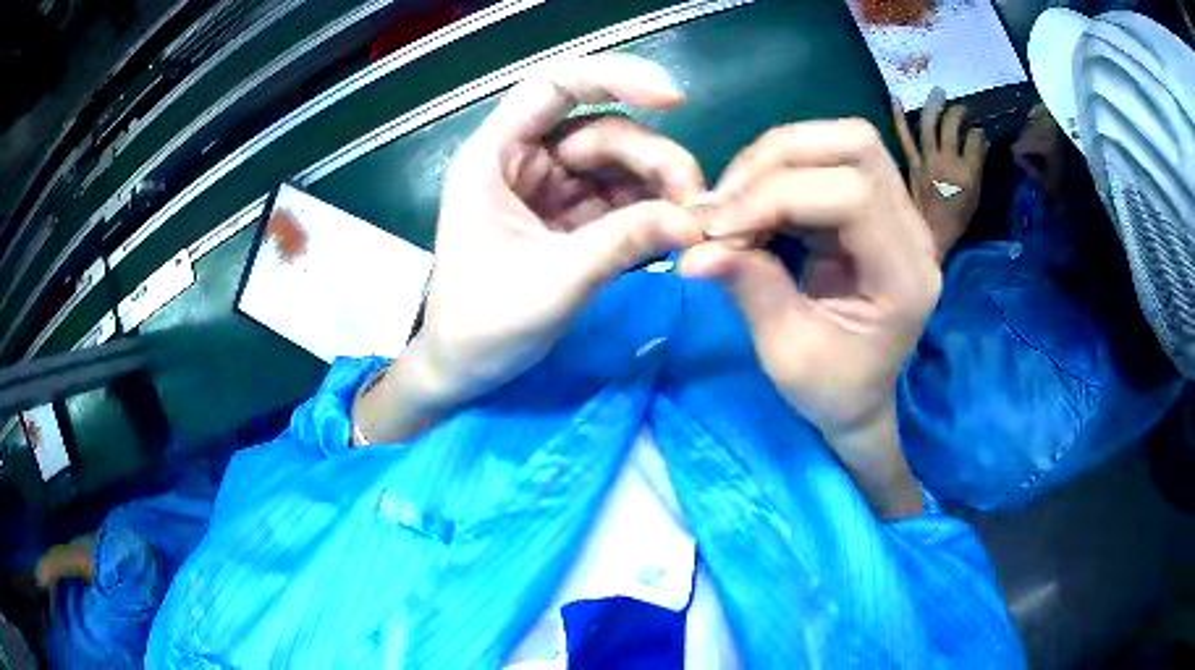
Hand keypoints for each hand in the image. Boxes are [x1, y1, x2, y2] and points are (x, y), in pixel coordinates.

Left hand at [355, 55, 704, 441]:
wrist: (465, 369)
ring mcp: (550, 188)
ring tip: (692, 222)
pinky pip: (619, 198)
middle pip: (602, 129)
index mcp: (496, 156)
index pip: (554, 85)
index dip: (614, 77)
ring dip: (660, 186)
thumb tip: (696, 221)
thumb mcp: (555, 281)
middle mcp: (524, 160)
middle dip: (654, 159)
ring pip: (618, 164)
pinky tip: (675, 231)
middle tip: (696, 204)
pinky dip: (650, 211)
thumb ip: (624, 242)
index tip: (675, 100)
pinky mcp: (570, 217)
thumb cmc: (485, 325)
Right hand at [679, 119, 940, 516]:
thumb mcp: (787, 355)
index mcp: (906, 277)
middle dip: (775, 161)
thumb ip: (750, 290)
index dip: (779, 195)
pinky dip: (779, 170)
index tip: (720, 229)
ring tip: (734, 201)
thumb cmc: (832, 391)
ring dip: (775, 158)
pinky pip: (828, 158)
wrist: (862, 398)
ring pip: (841, 140)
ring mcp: (898, 212)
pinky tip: (752, 202)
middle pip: (855, 145)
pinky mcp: (874, 205)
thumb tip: (693, 249)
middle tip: (724, 205)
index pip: (853, 194)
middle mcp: (913, 232)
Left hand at [892, 88, 986, 259]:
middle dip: (957, 112)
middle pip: (951, 126)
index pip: (975, 140)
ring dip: (934, 105)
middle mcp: (947, 162)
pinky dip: (899, 117)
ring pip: (929, 125)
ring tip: (938, 91)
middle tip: (961, 107)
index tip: (978, 130)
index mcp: (968, 174)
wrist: (929, 235)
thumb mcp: (976, 196)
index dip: (977, 132)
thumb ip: (979, 167)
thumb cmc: (957, 219)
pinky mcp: (911, 163)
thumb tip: (982, 141)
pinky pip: (904, 136)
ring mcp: (926, 161)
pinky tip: (896, 98)